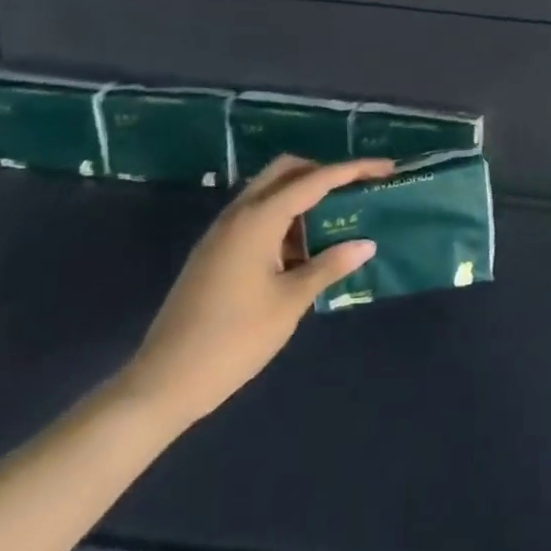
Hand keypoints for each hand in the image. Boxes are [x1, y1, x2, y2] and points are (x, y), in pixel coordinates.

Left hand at [118, 155, 390, 428]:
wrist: (164, 382)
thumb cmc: (235, 338)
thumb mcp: (291, 301)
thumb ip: (329, 266)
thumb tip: (365, 244)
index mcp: (258, 220)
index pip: (314, 180)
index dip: (353, 170)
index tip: (386, 168)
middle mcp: (238, 215)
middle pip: (286, 171)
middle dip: (324, 172)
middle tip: (357, 188)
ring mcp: (222, 233)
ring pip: (269, 193)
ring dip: (304, 195)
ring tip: (338, 219)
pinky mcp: (216, 253)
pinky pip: (257, 217)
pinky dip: (285, 218)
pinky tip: (305, 248)